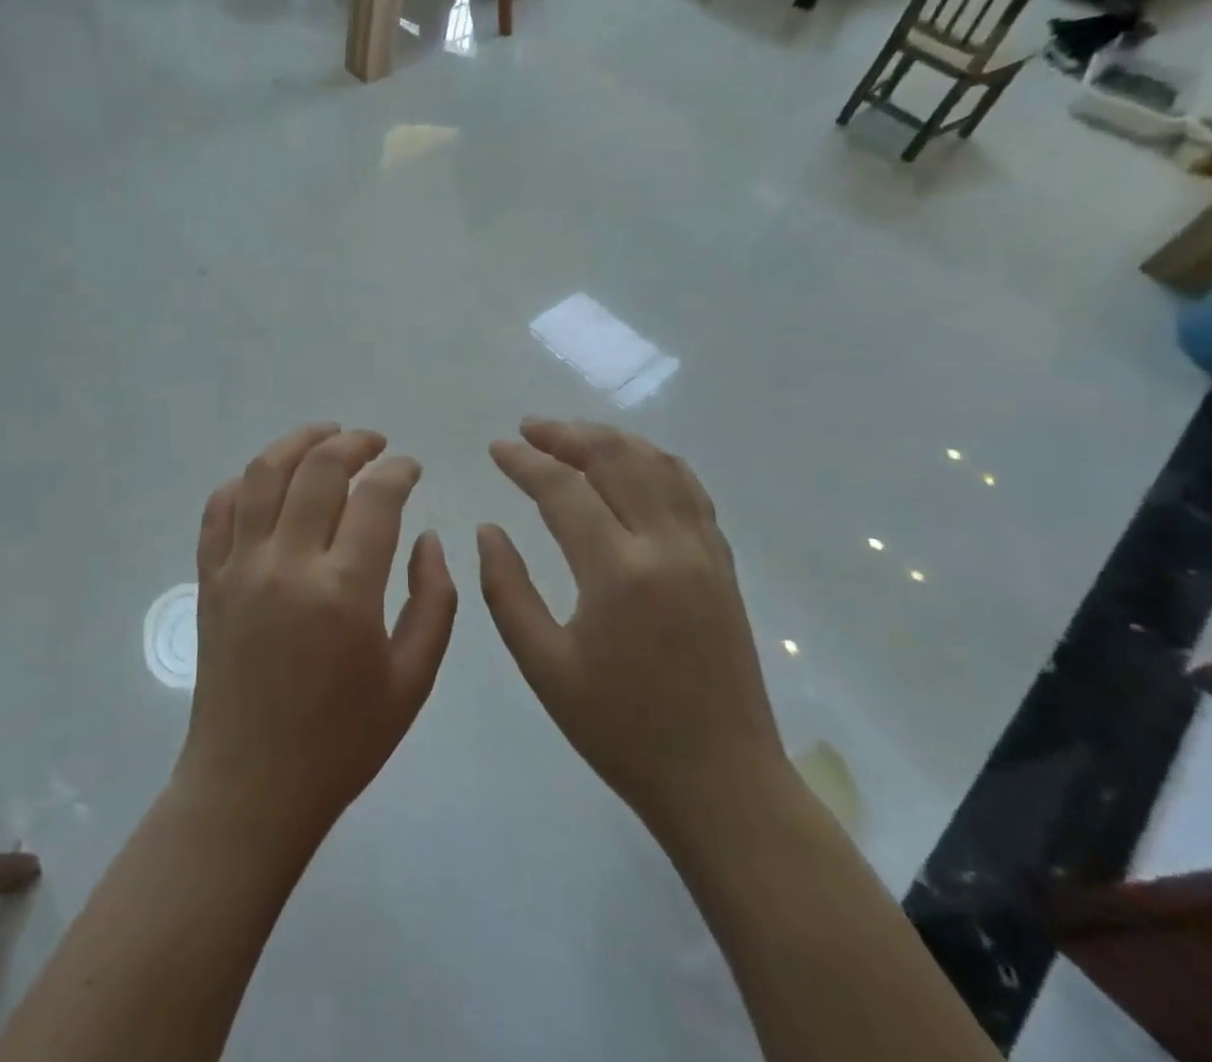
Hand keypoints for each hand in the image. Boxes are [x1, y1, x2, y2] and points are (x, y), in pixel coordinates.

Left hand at [175, 425, 456, 841]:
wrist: (251, 786)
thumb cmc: (342, 740)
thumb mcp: (412, 680)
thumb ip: (432, 600)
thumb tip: (428, 536)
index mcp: (344, 591)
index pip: (375, 497)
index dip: (398, 470)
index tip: (411, 468)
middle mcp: (286, 564)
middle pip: (318, 468)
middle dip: (354, 443)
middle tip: (375, 444)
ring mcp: (239, 567)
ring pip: (262, 474)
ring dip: (296, 442)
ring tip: (325, 436)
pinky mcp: (209, 579)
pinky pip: (218, 509)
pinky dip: (244, 482)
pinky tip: (268, 481)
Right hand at [478, 418, 786, 839]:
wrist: (722, 781)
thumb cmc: (621, 730)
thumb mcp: (544, 667)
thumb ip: (507, 590)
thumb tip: (488, 529)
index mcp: (617, 573)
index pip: (563, 489)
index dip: (524, 461)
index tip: (496, 447)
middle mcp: (666, 546)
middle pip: (615, 458)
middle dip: (566, 434)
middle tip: (529, 429)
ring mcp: (703, 551)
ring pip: (657, 464)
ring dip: (610, 439)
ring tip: (572, 437)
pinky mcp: (723, 564)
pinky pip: (689, 489)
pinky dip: (654, 461)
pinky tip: (631, 464)